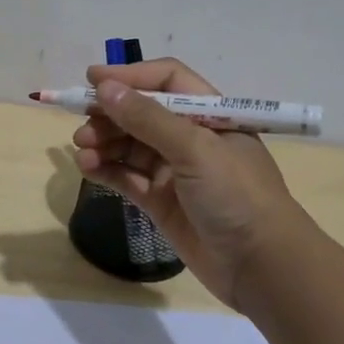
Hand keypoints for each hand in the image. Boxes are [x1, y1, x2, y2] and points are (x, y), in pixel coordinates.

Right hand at [71, 58, 301, 312]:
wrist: (261, 266)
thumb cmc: (236, 195)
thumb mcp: (195, 149)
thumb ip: (148, 119)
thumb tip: (105, 87)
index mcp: (209, 115)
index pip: (166, 81)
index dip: (131, 76)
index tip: (92, 80)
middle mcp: (191, 138)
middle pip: (141, 113)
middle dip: (110, 114)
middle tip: (82, 122)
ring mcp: (174, 171)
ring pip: (129, 145)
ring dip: (103, 142)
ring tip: (82, 148)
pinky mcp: (160, 201)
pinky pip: (126, 176)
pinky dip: (105, 169)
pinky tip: (87, 167)